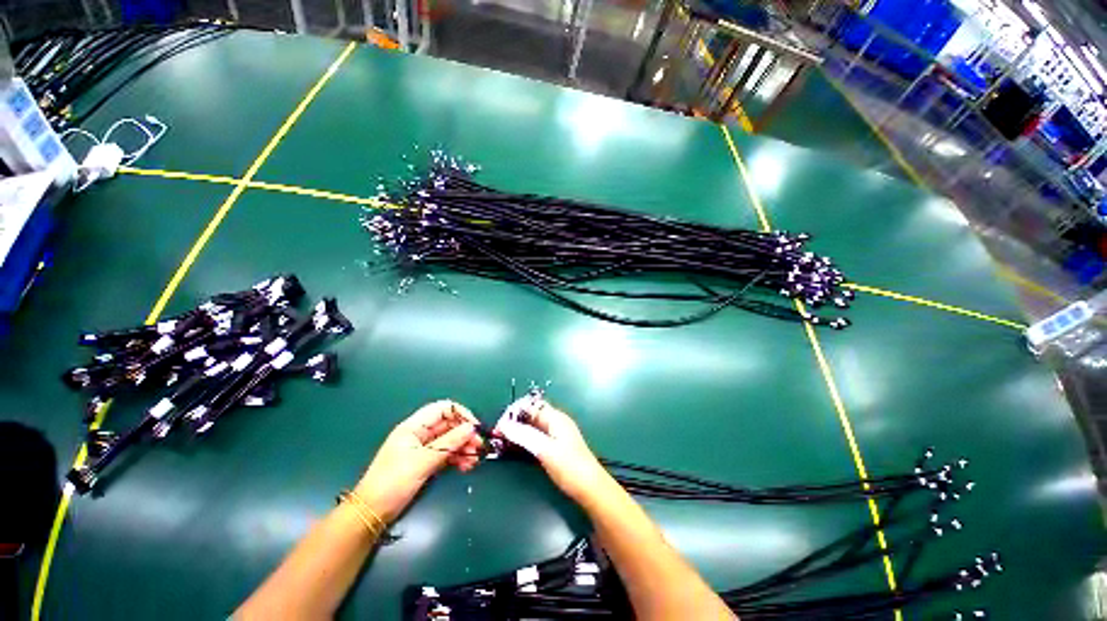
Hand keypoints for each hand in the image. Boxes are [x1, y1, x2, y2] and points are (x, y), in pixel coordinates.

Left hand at [355, 400, 482, 521]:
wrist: (371, 513)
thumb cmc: (393, 482)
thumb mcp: (423, 461)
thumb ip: (448, 443)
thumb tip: (471, 428)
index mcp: (414, 426)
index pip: (443, 409)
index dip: (461, 414)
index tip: (474, 428)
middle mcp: (420, 434)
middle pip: (449, 425)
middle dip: (465, 434)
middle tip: (479, 447)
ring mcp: (423, 448)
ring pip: (450, 440)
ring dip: (463, 448)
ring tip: (474, 461)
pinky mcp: (425, 462)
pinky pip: (446, 454)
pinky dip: (457, 458)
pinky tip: (466, 466)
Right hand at [493, 398, 610, 503]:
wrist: (591, 489)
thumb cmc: (569, 467)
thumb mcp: (545, 450)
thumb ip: (524, 435)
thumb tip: (504, 425)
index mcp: (555, 417)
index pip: (531, 405)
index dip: (514, 412)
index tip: (500, 426)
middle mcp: (556, 422)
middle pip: (532, 414)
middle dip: (515, 421)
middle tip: (499, 436)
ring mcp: (557, 434)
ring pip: (533, 426)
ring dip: (519, 431)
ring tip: (503, 442)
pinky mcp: (556, 446)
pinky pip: (537, 436)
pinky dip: (526, 439)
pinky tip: (517, 448)